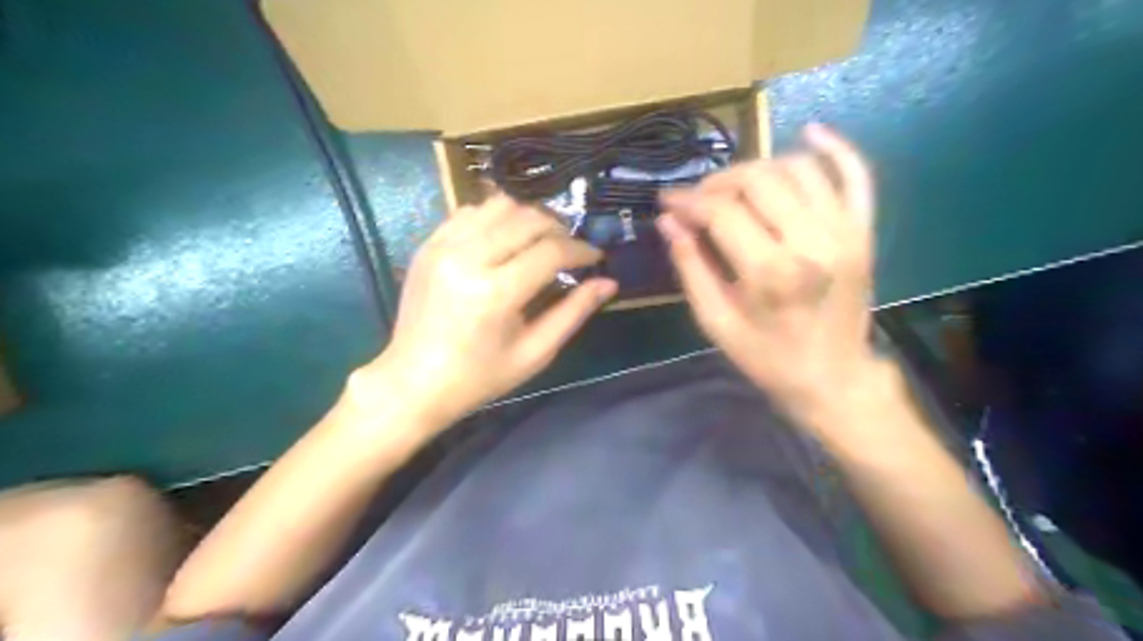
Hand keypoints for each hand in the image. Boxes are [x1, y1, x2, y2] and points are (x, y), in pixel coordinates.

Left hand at [367, 194, 615, 426]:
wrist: (413, 382)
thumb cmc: (479, 377)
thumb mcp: (535, 352)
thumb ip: (573, 313)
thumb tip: (608, 283)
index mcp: (495, 292)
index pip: (552, 250)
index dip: (581, 250)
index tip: (595, 258)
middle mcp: (467, 258)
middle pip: (528, 218)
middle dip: (559, 229)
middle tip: (570, 251)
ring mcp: (442, 246)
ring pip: (499, 205)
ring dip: (528, 219)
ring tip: (539, 243)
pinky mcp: (428, 244)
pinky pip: (470, 211)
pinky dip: (496, 219)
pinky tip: (504, 243)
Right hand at [656, 123, 875, 424]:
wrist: (833, 378)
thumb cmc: (768, 357)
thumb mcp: (716, 322)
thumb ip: (691, 267)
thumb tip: (668, 221)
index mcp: (771, 272)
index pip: (721, 212)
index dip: (688, 201)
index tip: (666, 201)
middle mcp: (812, 241)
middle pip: (758, 180)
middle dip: (718, 182)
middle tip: (696, 198)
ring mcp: (845, 231)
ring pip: (797, 169)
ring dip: (758, 168)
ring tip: (733, 186)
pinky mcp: (864, 231)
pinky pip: (855, 175)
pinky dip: (836, 148)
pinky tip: (811, 131)